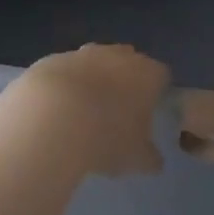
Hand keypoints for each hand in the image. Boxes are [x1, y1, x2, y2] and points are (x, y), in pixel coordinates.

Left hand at [12, 44, 169, 177]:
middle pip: (130, 62)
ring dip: (94, 80)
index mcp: (148, 74)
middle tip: (117, 111)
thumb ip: (149, 158)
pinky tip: (57, 110)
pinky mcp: (56, 58)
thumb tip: (154, 161)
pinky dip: (66, 85)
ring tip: (85, 112)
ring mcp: (86, 53)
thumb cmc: (106, 137)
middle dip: (126, 81)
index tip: (149, 112)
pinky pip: (68, 71)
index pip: (162, 76)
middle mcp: (120, 55)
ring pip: (97, 62)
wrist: (52, 117)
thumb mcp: (135, 159)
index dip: (157, 93)